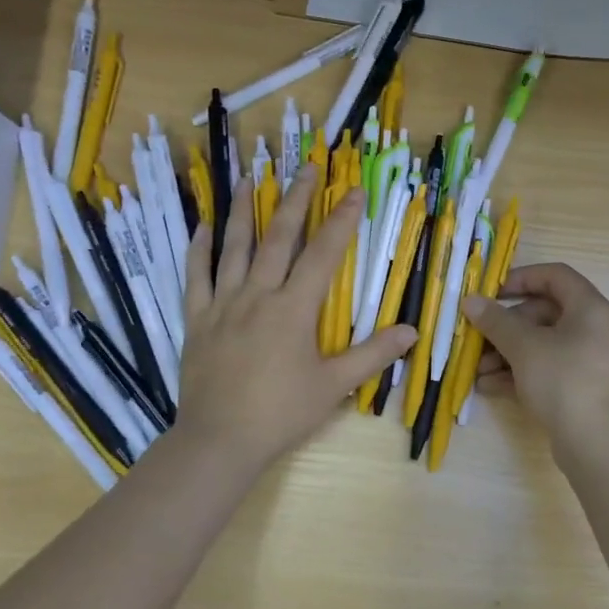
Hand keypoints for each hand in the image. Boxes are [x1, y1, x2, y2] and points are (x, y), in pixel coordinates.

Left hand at [174, 173, 415, 473]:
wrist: (219, 440)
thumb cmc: (281, 413)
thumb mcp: (334, 386)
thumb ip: (373, 355)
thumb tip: (412, 331)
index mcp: (294, 309)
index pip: (323, 254)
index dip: (342, 220)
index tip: (354, 190)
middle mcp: (258, 295)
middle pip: (279, 238)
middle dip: (296, 200)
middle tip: (306, 167)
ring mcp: (223, 304)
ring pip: (234, 247)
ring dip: (243, 211)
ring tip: (249, 178)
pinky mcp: (198, 319)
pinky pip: (196, 276)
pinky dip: (199, 249)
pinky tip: (203, 226)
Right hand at [462, 263, 608, 452]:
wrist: (595, 442)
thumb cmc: (562, 380)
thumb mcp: (524, 347)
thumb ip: (496, 321)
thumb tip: (471, 301)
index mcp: (590, 308)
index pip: (555, 276)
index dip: (522, 278)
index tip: (492, 293)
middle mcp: (593, 329)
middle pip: (544, 313)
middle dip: (506, 326)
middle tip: (478, 337)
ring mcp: (587, 360)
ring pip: (541, 344)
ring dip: (506, 353)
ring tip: (478, 370)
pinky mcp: (580, 387)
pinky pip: (546, 369)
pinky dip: (519, 373)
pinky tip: (488, 387)